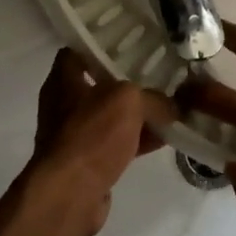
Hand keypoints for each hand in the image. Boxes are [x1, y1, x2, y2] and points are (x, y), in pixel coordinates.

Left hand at [24, 48, 175, 235]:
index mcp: (63, 81)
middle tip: (159, 72)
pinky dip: (138, 140)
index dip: (101, 43)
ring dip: (138, 114)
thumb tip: (172, 107)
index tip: (129, 40)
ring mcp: (75, 136)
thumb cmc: (91, 135)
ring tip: (170, 105)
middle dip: (128, 81)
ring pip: (112, 116)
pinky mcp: (88, 163)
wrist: (71, 195)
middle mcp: (64, 105)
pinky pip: (117, 144)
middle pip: (99, 84)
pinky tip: (166, 138)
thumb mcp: (128, 101)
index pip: (78, 50)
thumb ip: (153, 98)